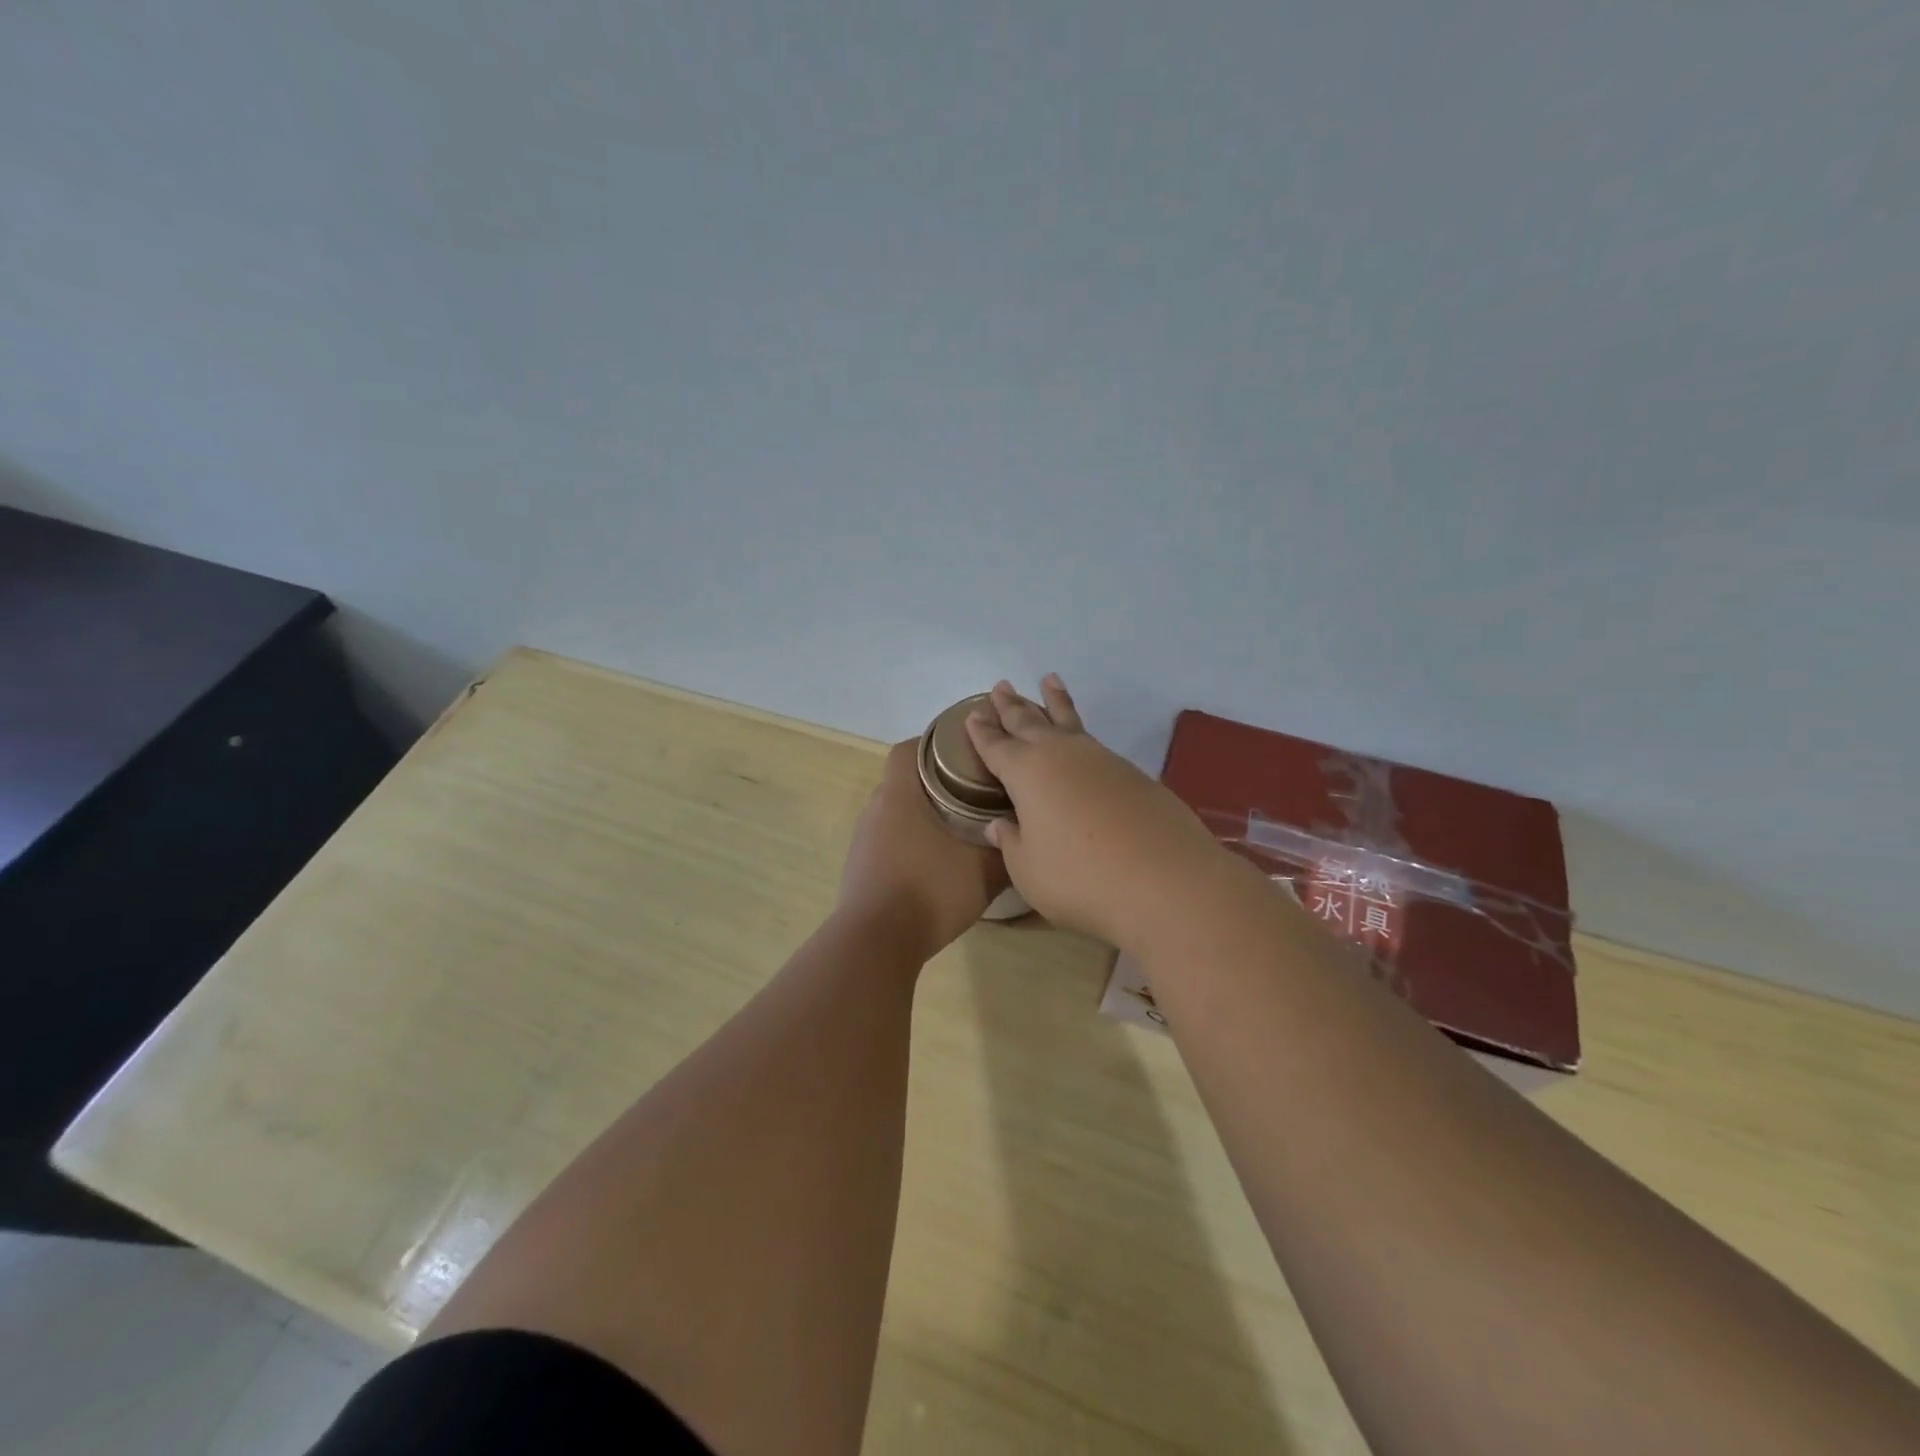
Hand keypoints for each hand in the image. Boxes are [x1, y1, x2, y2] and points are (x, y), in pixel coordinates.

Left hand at [837, 738, 1007, 959]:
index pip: (909, 749)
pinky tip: (934, 864)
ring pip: (896, 813)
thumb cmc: (929, 892)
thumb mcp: (982, 873)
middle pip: (904, 781)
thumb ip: (1006, 853)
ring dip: (922, 815)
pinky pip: (888, 842)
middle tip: (972, 791)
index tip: (965, 752)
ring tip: (958, 828)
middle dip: (936, 782)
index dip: (934, 743)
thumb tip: (1025, 842)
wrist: (875, 944)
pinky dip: (910, 843)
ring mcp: (863, 841)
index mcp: (899, 796)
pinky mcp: (860, 869)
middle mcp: (875, 811)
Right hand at [964, 676, 1224, 948]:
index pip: (996, 746)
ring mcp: (1102, 760)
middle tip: (1001, 686)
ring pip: (1070, 722)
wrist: (1165, 881)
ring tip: (1049, 680)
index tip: (973, 714)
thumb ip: (1012, 843)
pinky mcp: (1133, 774)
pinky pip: (1095, 743)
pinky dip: (1082, 732)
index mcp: (1026, 773)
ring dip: (1055, 702)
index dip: (982, 732)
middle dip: (1013, 706)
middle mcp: (1062, 755)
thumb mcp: (1029, 870)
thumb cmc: (1080, 878)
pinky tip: (1083, 741)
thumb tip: (999, 825)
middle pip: (1030, 722)